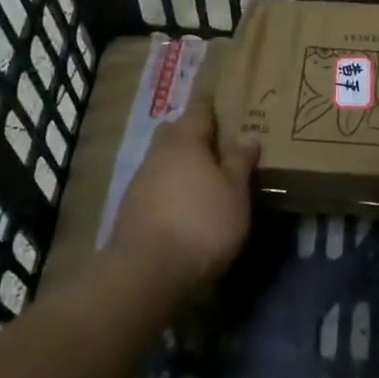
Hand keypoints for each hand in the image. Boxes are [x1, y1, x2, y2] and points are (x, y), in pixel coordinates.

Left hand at [111, 92, 260, 294]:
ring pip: (165, 161)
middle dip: (196, 135)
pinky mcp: (132, 210)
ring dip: (184, 166)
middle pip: (177, 132)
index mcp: (185, 139)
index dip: (215, 105)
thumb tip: (247, 135)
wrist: (145, 273)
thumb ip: (240, 162)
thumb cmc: (201, 223)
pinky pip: (158, 187)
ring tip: (209, 181)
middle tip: (222, 145)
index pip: (200, 108)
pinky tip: (188, 207)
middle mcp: (159, 153)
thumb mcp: (235, 192)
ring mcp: (140, 181)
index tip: (231, 104)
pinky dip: (173, 190)